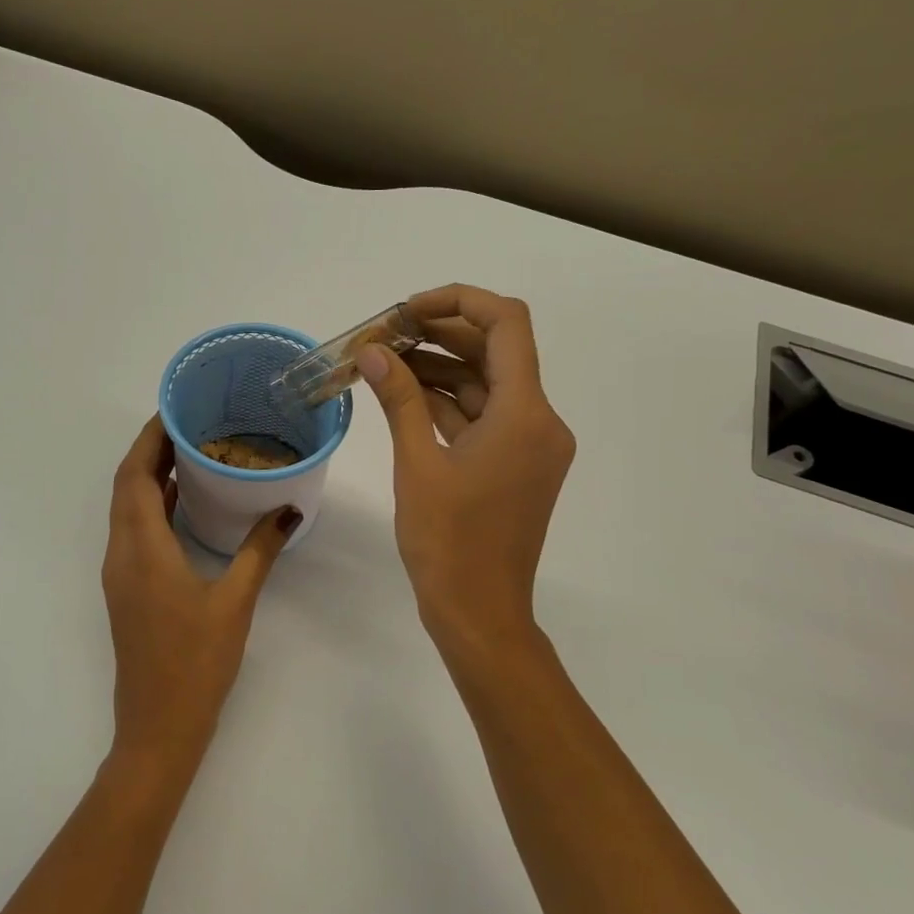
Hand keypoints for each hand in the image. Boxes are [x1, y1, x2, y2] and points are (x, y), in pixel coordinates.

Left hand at [102, 416, 298, 771]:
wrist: (159, 727)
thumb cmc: (196, 663)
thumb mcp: (235, 602)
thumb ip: (260, 550)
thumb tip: (288, 510)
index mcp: (142, 550)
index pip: (133, 476)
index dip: (148, 438)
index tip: (174, 410)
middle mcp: (121, 555)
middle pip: (124, 487)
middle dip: (149, 450)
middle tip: (188, 423)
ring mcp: (120, 575)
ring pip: (125, 510)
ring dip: (147, 478)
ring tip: (188, 452)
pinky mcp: (127, 590)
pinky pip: (133, 532)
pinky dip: (150, 506)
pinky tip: (183, 504)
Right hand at [356, 285, 574, 656]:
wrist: (479, 612)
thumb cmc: (448, 543)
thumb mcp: (417, 465)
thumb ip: (399, 400)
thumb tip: (374, 352)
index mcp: (525, 413)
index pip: (506, 324)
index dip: (458, 302)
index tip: (407, 311)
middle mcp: (539, 420)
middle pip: (497, 350)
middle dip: (441, 333)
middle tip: (386, 334)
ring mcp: (530, 444)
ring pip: (488, 384)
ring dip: (441, 367)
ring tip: (386, 360)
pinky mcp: (517, 465)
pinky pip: (485, 417)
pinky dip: (449, 402)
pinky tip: (406, 393)